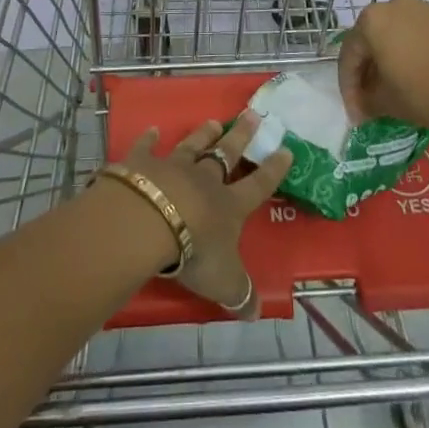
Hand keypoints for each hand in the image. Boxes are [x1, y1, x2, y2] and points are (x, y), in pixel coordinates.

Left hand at [120, 111, 291, 316]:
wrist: (149, 221)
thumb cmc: (193, 252)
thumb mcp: (224, 282)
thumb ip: (240, 294)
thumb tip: (257, 313)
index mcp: (229, 206)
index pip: (258, 185)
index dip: (273, 170)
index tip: (285, 150)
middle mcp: (205, 180)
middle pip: (226, 154)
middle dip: (241, 136)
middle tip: (252, 115)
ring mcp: (173, 168)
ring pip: (193, 146)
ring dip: (204, 134)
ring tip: (214, 121)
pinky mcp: (143, 164)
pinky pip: (148, 148)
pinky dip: (150, 139)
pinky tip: (153, 129)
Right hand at [338, 0, 428, 129]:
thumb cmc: (423, 90)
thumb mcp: (386, 102)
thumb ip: (366, 101)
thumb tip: (363, 106)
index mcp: (370, 20)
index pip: (349, 56)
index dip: (348, 88)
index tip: (355, 114)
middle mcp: (392, 5)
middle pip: (370, 42)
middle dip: (367, 73)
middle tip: (369, 101)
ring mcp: (420, 9)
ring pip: (393, 36)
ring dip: (388, 62)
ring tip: (392, 90)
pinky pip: (415, 36)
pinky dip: (409, 55)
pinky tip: (415, 77)